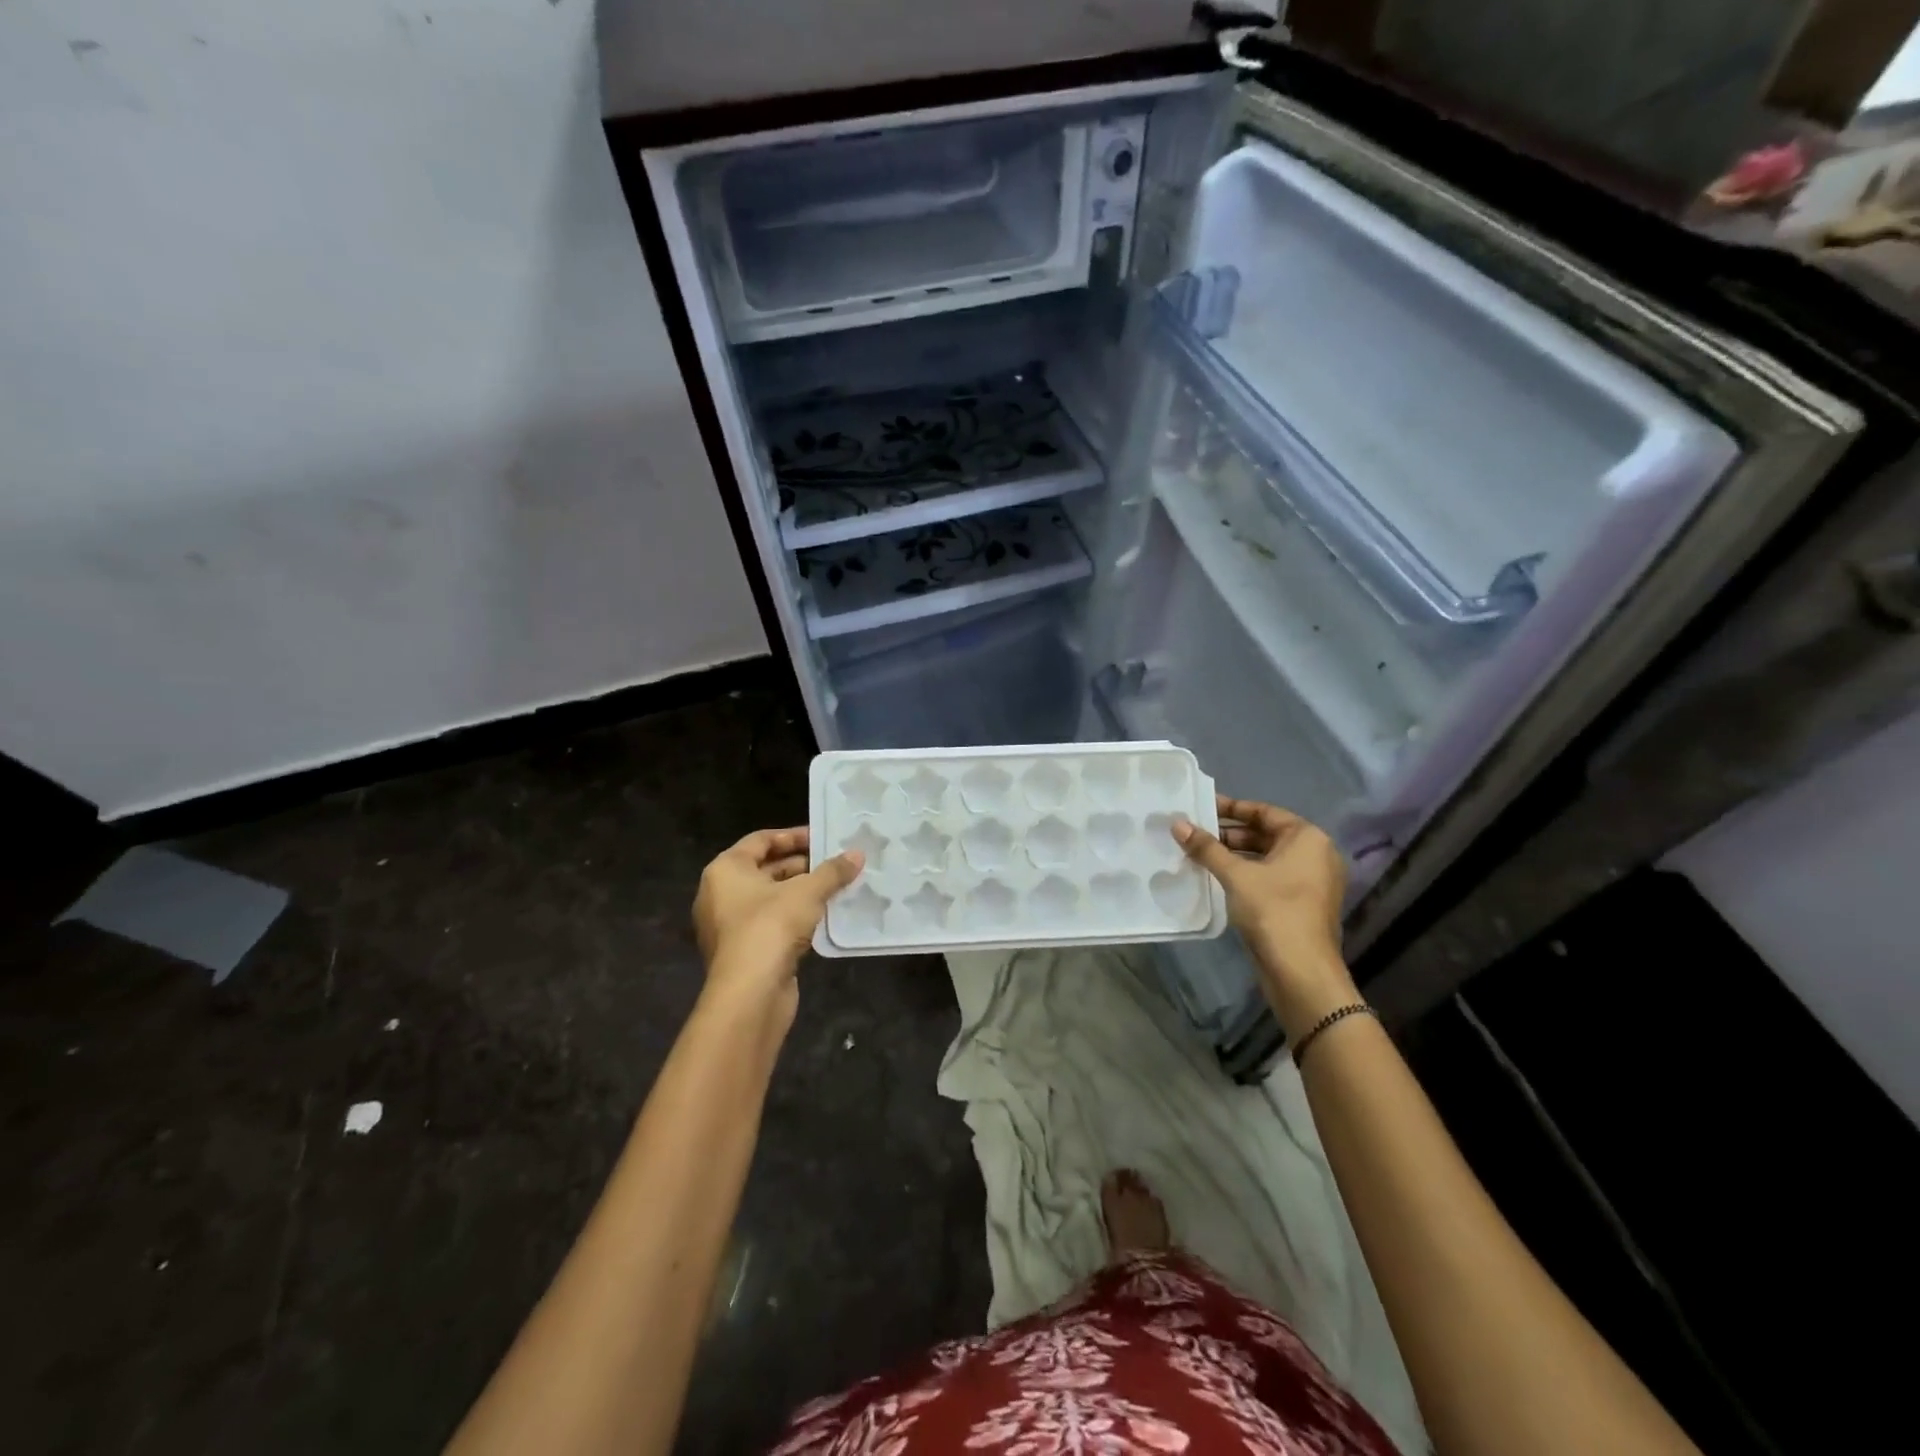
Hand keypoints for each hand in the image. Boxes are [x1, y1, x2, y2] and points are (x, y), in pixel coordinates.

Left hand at [692, 827, 863, 1023]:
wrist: (750, 993)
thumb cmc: (771, 927)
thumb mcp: (807, 892)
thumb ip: (832, 871)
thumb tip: (857, 855)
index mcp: (725, 869)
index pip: (761, 840)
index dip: (793, 836)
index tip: (823, 838)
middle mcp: (720, 893)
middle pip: (765, 869)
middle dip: (802, 865)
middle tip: (836, 863)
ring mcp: (729, 925)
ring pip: (770, 898)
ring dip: (801, 893)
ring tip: (836, 888)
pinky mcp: (743, 951)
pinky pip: (771, 923)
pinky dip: (795, 917)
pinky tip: (824, 917)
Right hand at [1172, 797, 1360, 1040]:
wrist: (1301, 972)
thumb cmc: (1274, 911)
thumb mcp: (1235, 875)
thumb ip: (1206, 847)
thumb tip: (1177, 823)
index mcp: (1308, 838)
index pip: (1264, 812)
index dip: (1231, 808)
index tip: (1201, 806)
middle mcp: (1315, 855)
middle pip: (1265, 834)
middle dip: (1229, 833)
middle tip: (1194, 832)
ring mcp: (1310, 882)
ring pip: (1266, 858)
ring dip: (1233, 855)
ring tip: (1198, 854)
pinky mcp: (1301, 904)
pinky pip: (1269, 877)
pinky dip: (1245, 874)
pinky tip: (1215, 878)